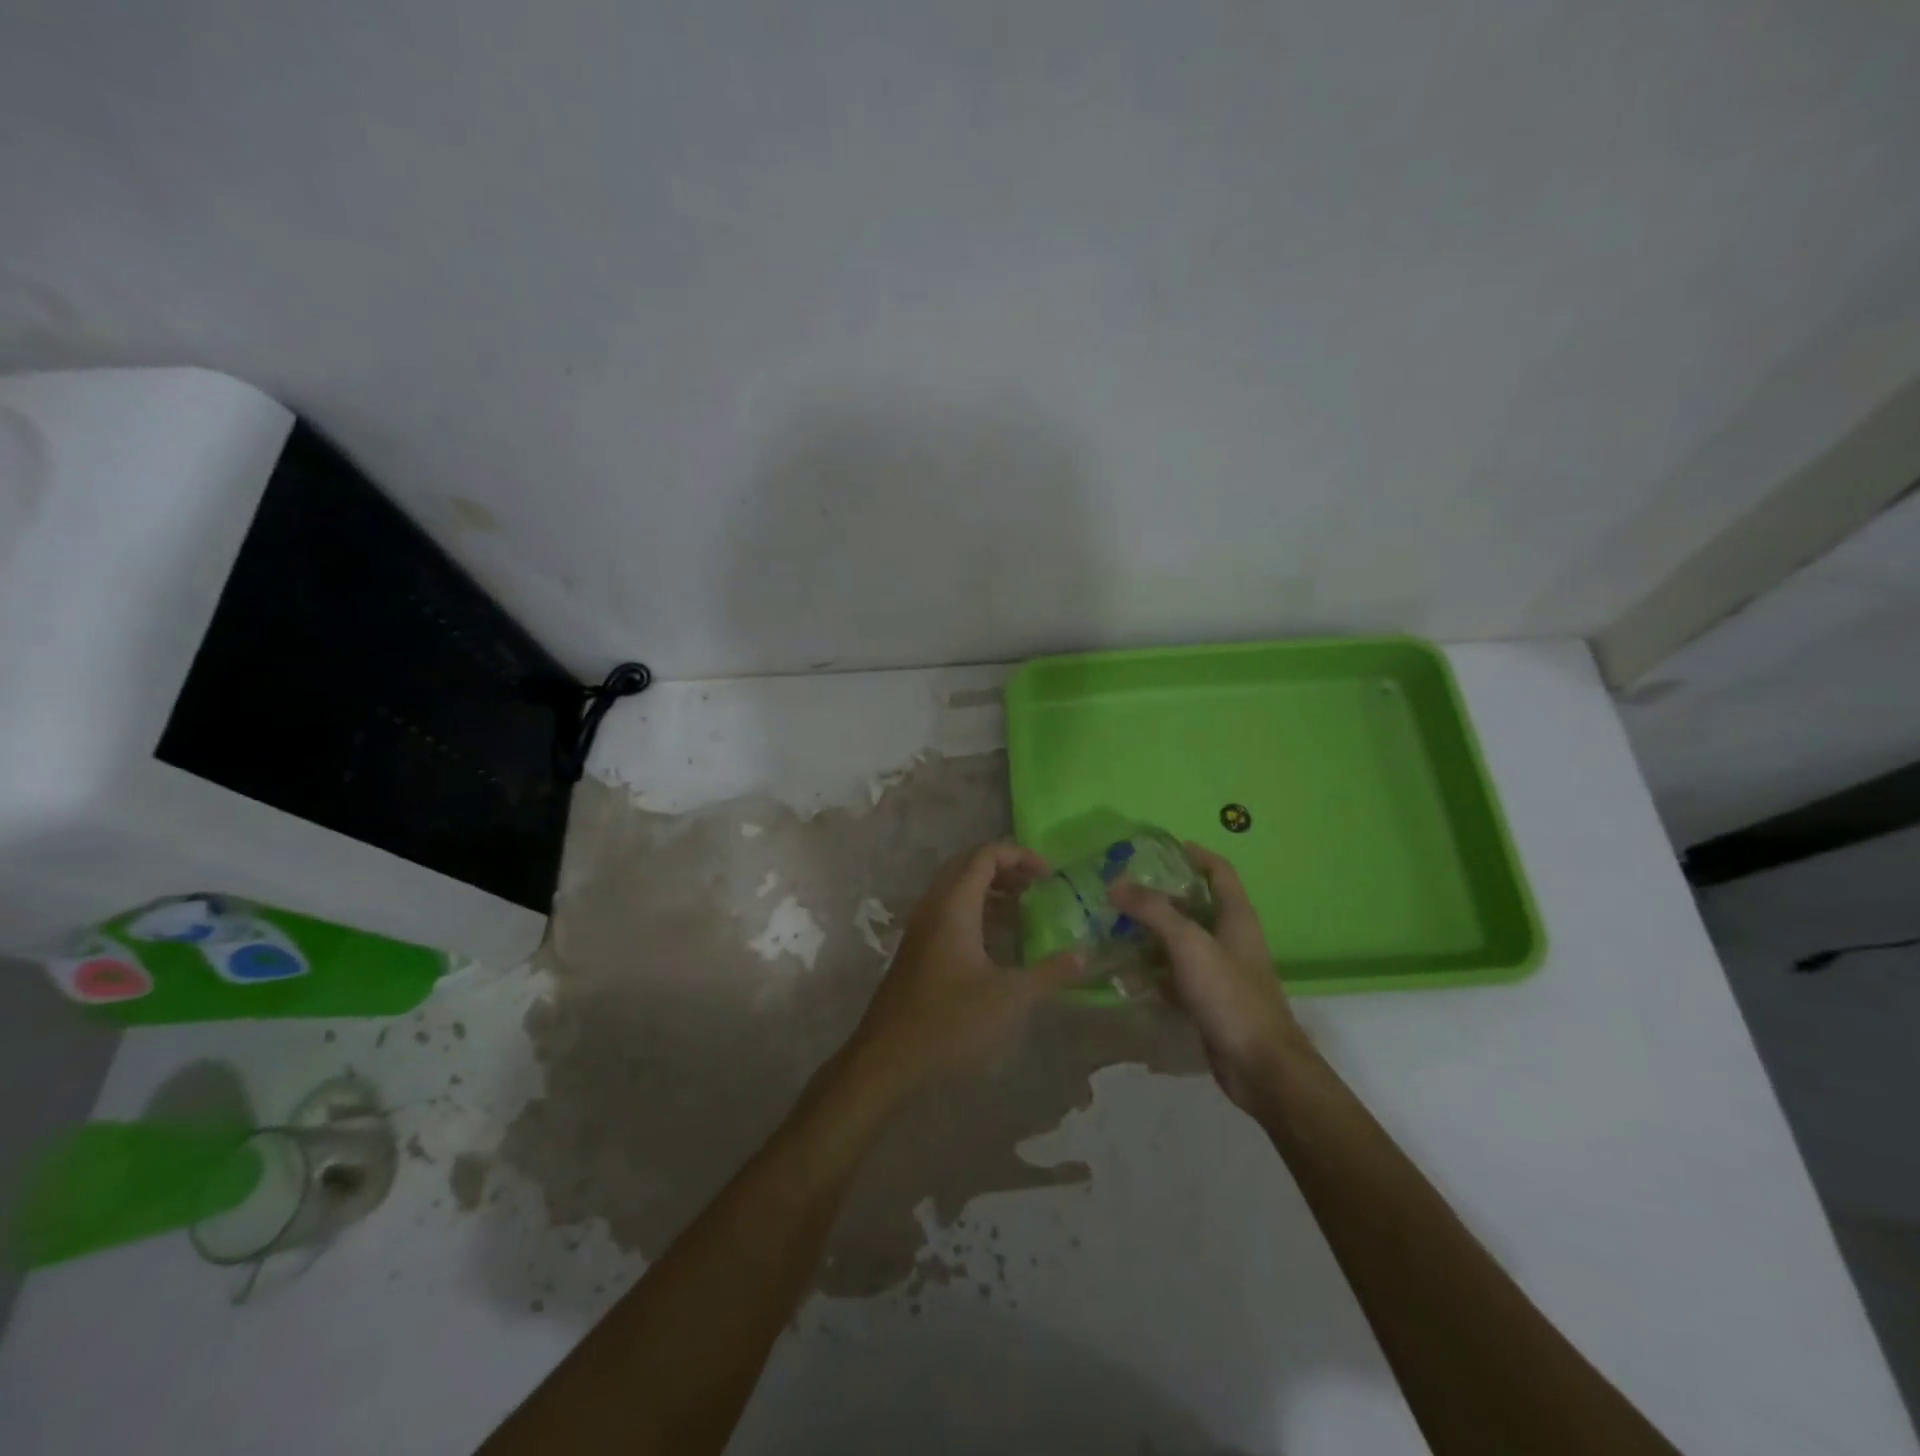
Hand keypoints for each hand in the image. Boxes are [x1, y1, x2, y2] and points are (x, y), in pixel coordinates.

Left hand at [844, 842, 1084, 1100]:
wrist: (888, 1056)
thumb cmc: (949, 1021)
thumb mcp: (1009, 998)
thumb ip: (1049, 973)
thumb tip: (1084, 955)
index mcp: (953, 905)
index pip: (985, 855)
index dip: (1020, 855)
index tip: (1051, 875)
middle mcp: (934, 905)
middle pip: (969, 864)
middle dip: (1006, 867)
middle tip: (1039, 885)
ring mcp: (922, 926)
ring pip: (957, 887)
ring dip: (991, 889)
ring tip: (1025, 907)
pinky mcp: (918, 947)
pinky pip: (949, 909)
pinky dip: (977, 909)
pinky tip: (999, 938)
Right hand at [1109, 844, 1307, 1110]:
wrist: (1260, 1067)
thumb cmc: (1230, 995)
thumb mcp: (1189, 945)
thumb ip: (1153, 911)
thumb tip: (1116, 882)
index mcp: (1236, 917)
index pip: (1219, 871)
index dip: (1194, 853)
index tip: (1159, 846)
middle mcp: (1229, 939)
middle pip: (1194, 905)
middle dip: (1159, 895)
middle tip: (1121, 888)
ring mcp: (1219, 972)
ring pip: (1180, 942)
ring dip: (1150, 934)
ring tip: (1112, 926)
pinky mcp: (1207, 1000)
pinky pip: (1174, 976)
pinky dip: (1152, 972)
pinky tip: (1124, 974)